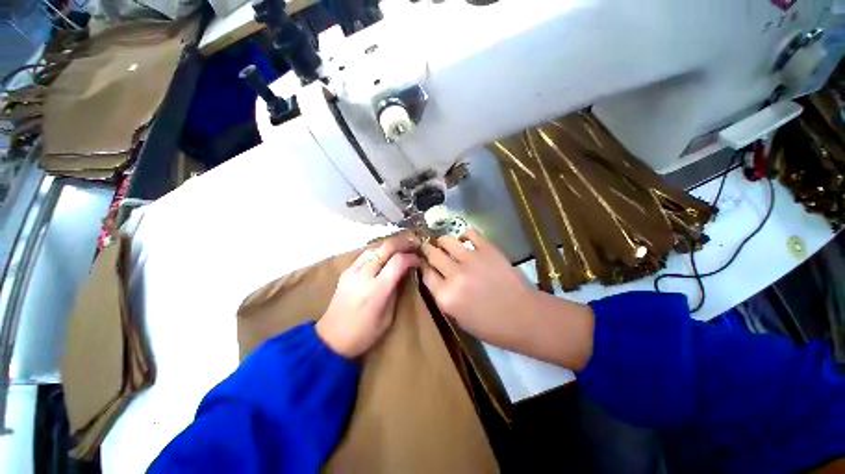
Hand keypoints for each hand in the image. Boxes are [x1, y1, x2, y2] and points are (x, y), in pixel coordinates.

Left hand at [316, 237, 420, 357]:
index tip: (420, 260)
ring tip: (403, 248)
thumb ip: (396, 291)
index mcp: (376, 290)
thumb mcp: (388, 316)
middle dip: (403, 243)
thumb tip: (405, 272)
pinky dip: (379, 251)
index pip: (398, 262)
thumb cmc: (364, 334)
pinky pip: (366, 254)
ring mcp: (352, 271)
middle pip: (386, 247)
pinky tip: (386, 255)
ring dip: (391, 245)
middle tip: (415, 245)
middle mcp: (363, 275)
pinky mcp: (346, 271)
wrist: (331, 339)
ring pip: (375, 248)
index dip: (412, 257)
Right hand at [420, 229, 535, 347]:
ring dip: (442, 241)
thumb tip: (439, 279)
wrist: (525, 317)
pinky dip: (465, 234)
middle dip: (427, 249)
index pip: (426, 274)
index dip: (423, 266)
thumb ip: (445, 297)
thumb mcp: (459, 319)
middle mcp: (454, 275)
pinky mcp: (487, 249)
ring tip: (444, 243)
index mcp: (446, 296)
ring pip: (447, 241)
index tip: (424, 263)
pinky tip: (465, 239)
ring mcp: (471, 259)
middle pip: (433, 255)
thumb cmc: (492, 326)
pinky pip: (470, 233)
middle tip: (429, 248)